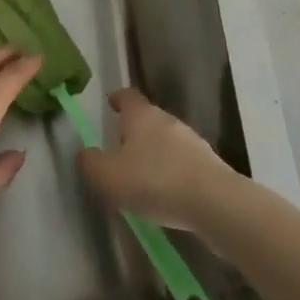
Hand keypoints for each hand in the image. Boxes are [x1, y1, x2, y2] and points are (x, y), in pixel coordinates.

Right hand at [77, 88, 237, 231]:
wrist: (214, 203)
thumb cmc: (154, 181)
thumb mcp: (108, 176)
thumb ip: (91, 163)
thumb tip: (86, 154)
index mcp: (142, 115)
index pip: (128, 96)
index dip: (118, 99)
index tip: (111, 103)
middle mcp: (168, 121)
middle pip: (148, 118)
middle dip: (134, 132)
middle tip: (120, 151)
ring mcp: (193, 142)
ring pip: (167, 141)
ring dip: (154, 154)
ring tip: (142, 178)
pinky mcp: (209, 165)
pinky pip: (183, 164)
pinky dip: (172, 173)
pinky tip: (166, 195)